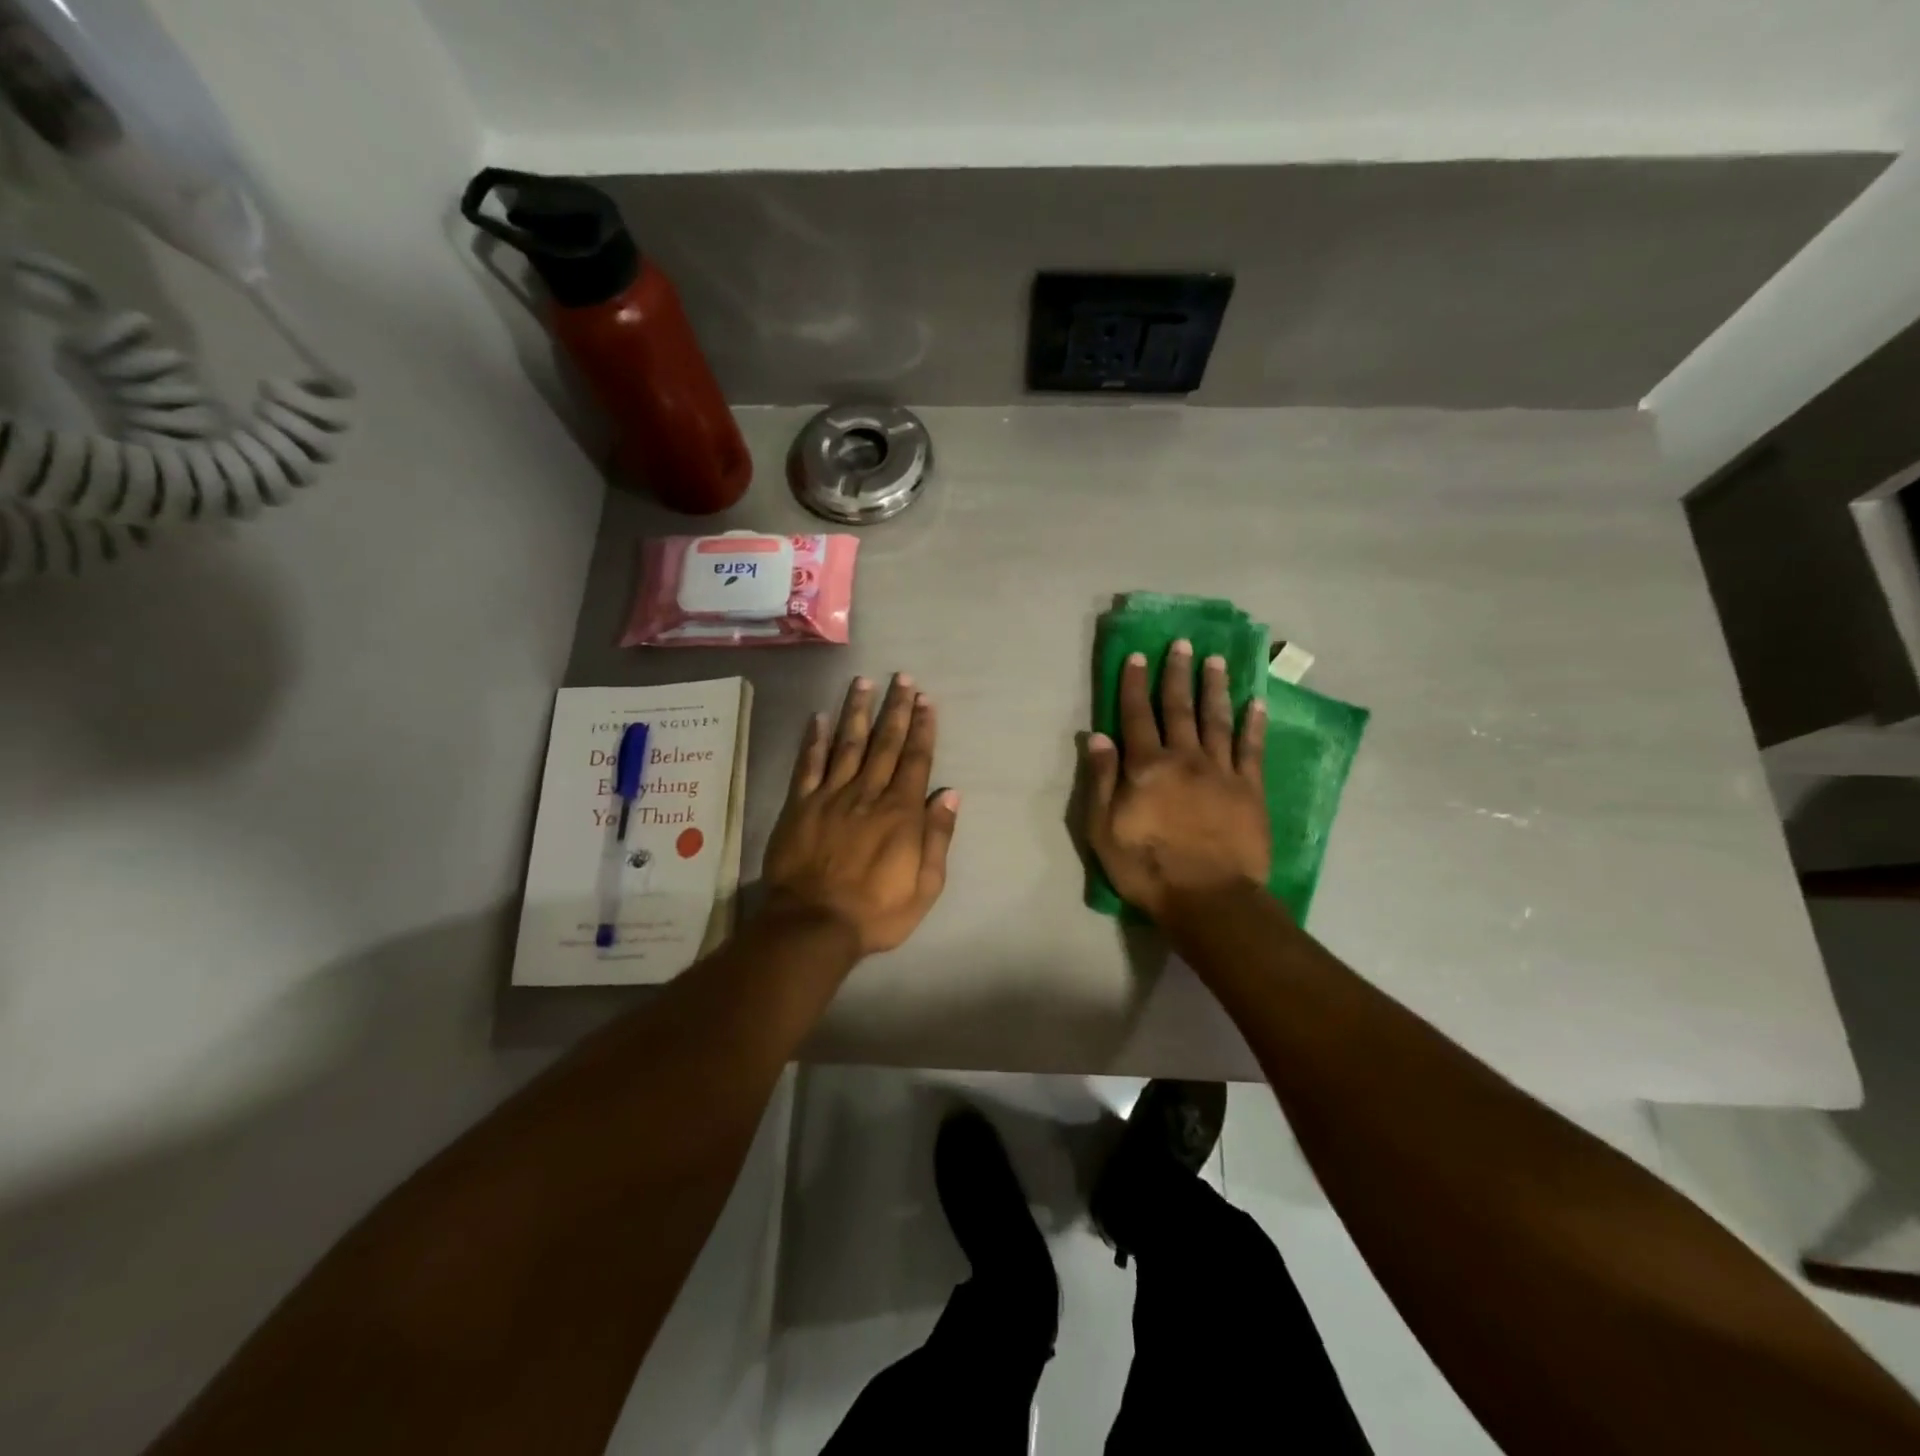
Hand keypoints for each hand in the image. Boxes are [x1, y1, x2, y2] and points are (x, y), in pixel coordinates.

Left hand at [762, 674, 959, 956]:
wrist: (813, 925)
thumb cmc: (876, 912)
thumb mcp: (925, 886)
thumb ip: (937, 838)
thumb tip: (949, 794)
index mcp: (900, 813)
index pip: (916, 760)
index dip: (922, 728)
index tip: (926, 700)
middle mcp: (867, 794)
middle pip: (885, 743)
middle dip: (896, 709)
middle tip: (902, 678)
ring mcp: (831, 796)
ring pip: (847, 744)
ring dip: (857, 712)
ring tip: (863, 682)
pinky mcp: (800, 806)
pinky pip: (808, 766)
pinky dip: (813, 740)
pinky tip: (818, 717)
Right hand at [1085, 641, 1271, 922]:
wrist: (1208, 899)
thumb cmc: (1147, 868)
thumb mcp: (1103, 829)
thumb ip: (1101, 780)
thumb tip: (1096, 736)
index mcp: (1147, 767)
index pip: (1137, 716)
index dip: (1135, 684)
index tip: (1138, 656)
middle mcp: (1184, 759)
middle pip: (1179, 708)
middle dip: (1177, 674)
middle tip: (1182, 644)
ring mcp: (1221, 772)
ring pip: (1216, 720)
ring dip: (1214, 687)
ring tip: (1215, 660)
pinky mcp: (1250, 790)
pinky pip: (1252, 749)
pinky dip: (1253, 724)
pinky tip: (1255, 702)